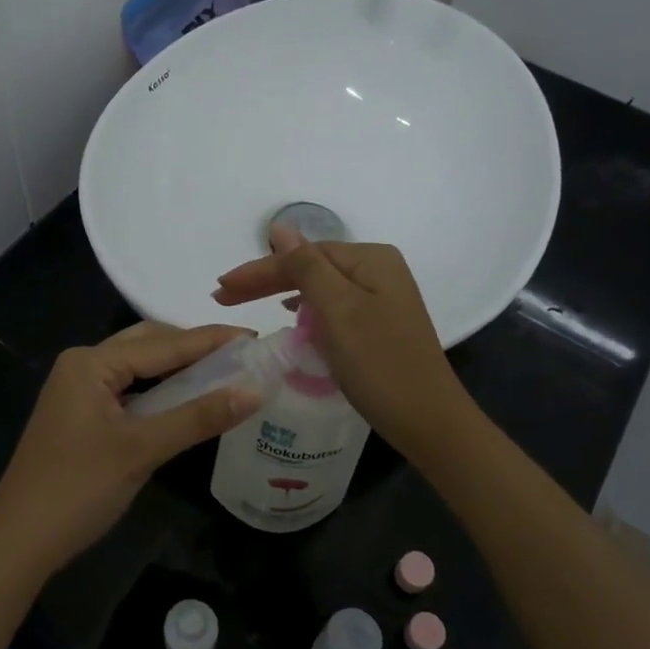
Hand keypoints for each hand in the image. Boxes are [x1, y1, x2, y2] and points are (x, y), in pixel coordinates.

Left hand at [0, 322, 261, 583]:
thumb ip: (198, 417)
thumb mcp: (142, 450)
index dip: (211, 341)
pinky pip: (129, 390)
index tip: (255, 338)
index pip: (163, 343)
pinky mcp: (81, 415)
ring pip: (138, 368)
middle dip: (194, 347)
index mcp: (91, 362)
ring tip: (224, 372)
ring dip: (178, 369)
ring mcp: (79, 391)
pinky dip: (160, 391)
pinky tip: (186, 400)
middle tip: (241, 356)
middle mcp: (83, 366)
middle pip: (148, 344)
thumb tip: (255, 391)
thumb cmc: (77, 489)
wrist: (17, 543)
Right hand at [212, 228, 470, 458]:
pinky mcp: (380, 325)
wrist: (428, 420)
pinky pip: (333, 307)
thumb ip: (306, 267)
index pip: (302, 255)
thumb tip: (280, 228)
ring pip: (320, 287)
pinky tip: (292, 315)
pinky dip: (307, 309)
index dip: (259, 270)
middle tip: (223, 296)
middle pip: (311, 267)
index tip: (220, 288)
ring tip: (246, 302)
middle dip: (266, 280)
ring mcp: (382, 298)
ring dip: (282, 292)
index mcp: (370, 259)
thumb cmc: (379, 364)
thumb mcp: (337, 310)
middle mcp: (379, 270)